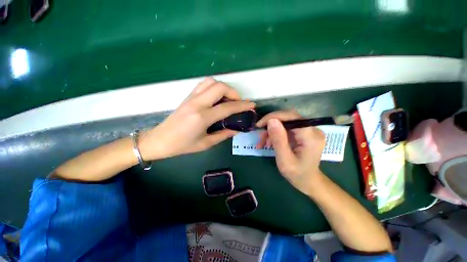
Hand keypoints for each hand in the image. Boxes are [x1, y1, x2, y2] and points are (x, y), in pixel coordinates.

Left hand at [139, 78, 254, 159]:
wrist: (160, 140)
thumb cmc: (183, 145)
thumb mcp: (205, 144)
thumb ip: (223, 135)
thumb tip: (237, 129)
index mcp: (202, 117)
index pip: (227, 107)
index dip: (242, 105)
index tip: (252, 105)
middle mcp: (197, 103)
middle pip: (220, 87)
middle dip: (234, 93)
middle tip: (238, 103)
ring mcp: (191, 97)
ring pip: (211, 82)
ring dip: (223, 88)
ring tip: (228, 99)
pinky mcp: (188, 96)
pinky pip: (203, 85)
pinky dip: (214, 87)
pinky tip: (216, 97)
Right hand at [256, 110, 325, 194]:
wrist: (308, 181)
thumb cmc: (297, 174)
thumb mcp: (284, 160)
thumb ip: (279, 140)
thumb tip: (271, 120)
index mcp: (311, 136)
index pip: (291, 117)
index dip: (273, 117)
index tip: (259, 125)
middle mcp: (313, 129)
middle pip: (288, 118)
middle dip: (271, 125)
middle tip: (260, 136)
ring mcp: (309, 130)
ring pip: (285, 123)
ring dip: (272, 131)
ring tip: (263, 143)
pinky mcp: (303, 133)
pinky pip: (286, 128)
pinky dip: (276, 134)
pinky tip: (269, 143)